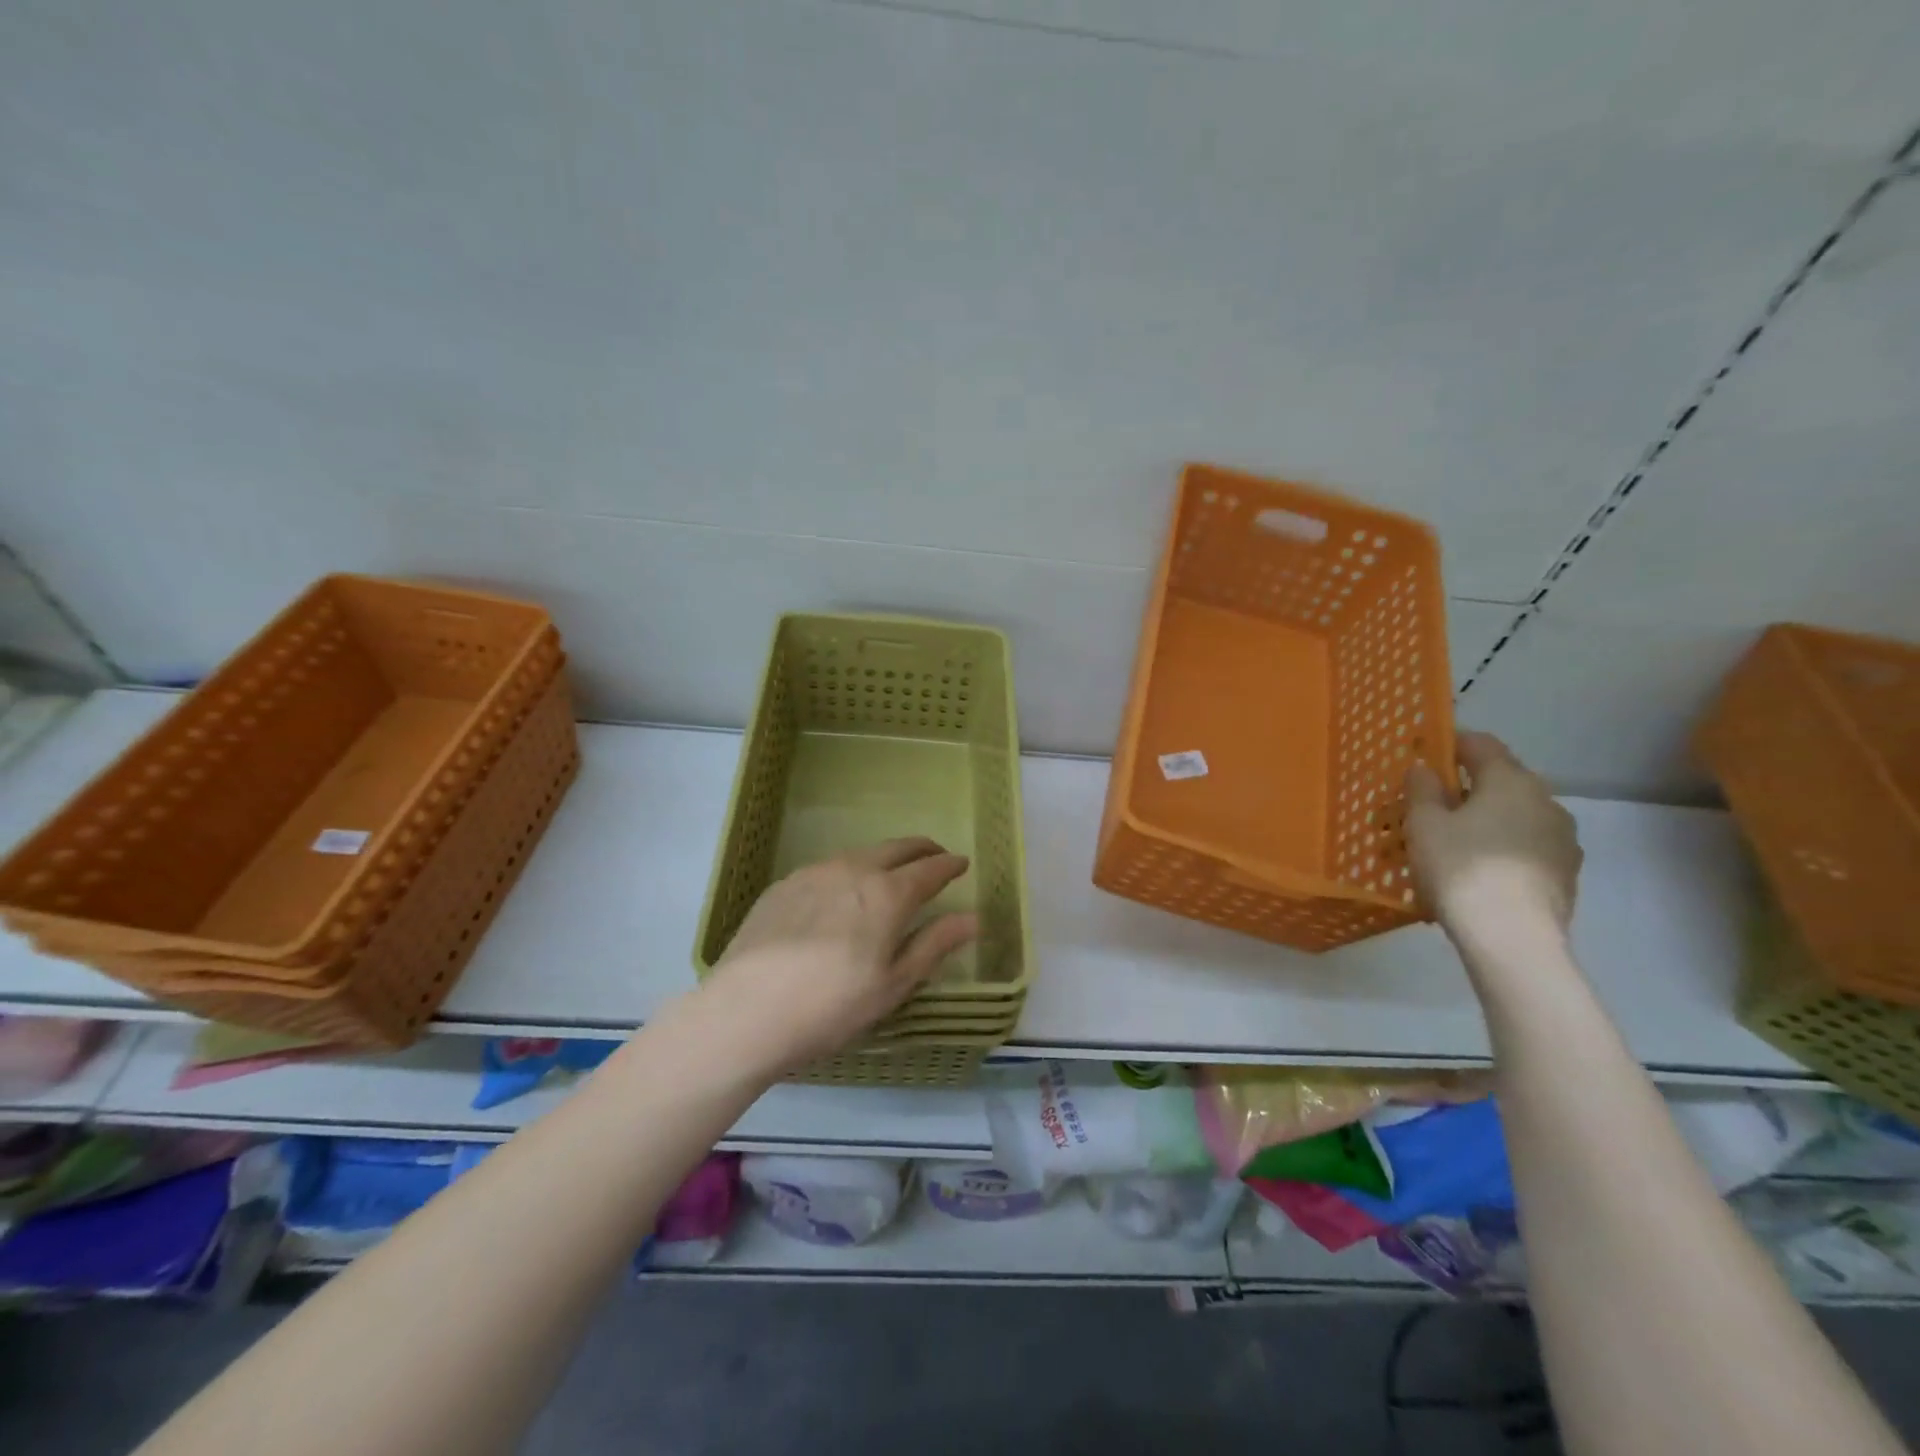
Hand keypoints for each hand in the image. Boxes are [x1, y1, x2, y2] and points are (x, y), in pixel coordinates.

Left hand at [700, 837, 978, 1074]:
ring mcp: (814, 873)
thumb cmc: (831, 1006)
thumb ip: (934, 945)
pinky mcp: (783, 884)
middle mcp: (853, 870)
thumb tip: (972, 918)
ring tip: (890, 873)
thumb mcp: (892, 985)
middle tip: (934, 856)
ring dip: (883, 858)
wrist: (745, 1012)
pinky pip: (828, 868)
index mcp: (887, 894)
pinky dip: (848, 871)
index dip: (949, 865)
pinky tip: (841, 894)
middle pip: (896, 848)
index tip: (962, 863)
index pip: (929, 869)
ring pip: (860, 854)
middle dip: (921, 849)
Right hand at [1407, 732, 1582, 953]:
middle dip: (1465, 790)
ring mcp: (1563, 839)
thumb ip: (1422, 789)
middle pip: (1500, 781)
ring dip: (1484, 821)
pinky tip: (1476, 873)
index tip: (1424, 757)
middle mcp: (1546, 800)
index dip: (1450, 744)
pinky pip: (1525, 847)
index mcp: (1511, 780)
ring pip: (1514, 816)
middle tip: (1429, 809)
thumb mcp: (1424, 824)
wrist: (1513, 938)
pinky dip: (1500, 849)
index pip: (1481, 744)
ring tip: (1451, 846)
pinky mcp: (1566, 873)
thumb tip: (1426, 768)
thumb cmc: (1461, 868)